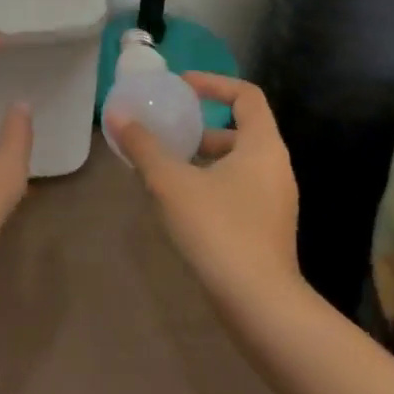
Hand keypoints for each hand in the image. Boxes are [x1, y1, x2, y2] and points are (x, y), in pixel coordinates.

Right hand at [112, 73, 302, 308]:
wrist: (261, 309)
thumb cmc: (219, 231)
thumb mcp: (171, 183)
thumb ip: (144, 146)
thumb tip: (117, 115)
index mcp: (263, 146)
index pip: (246, 95)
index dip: (214, 83)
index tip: (182, 87)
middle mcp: (276, 168)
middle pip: (241, 129)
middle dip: (203, 126)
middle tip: (170, 129)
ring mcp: (276, 202)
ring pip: (238, 163)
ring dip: (205, 158)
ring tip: (167, 166)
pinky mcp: (268, 230)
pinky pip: (240, 189)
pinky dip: (212, 183)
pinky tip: (181, 202)